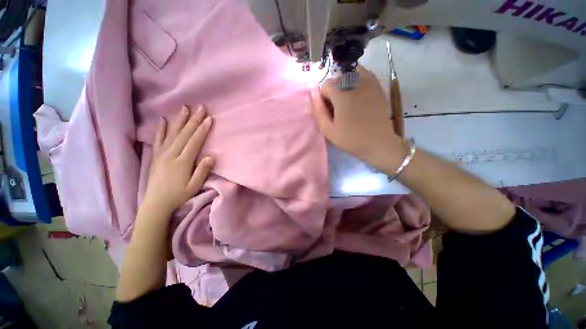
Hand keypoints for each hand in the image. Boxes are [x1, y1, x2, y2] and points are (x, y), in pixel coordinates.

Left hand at [142, 105, 214, 215]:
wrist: (156, 204)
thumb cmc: (179, 195)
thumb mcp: (194, 186)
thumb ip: (202, 170)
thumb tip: (211, 156)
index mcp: (182, 162)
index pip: (194, 141)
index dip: (202, 129)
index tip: (209, 118)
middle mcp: (171, 155)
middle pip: (184, 134)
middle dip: (194, 120)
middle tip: (200, 107)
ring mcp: (162, 154)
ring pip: (172, 133)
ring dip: (180, 120)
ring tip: (185, 108)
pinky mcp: (156, 156)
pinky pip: (158, 140)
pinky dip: (161, 129)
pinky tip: (163, 120)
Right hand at [310, 66, 405, 169]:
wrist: (378, 143)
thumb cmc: (351, 139)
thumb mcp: (328, 130)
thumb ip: (318, 110)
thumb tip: (312, 91)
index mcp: (341, 94)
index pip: (325, 85)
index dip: (323, 98)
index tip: (329, 111)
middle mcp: (355, 83)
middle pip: (336, 79)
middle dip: (333, 92)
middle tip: (338, 109)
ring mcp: (369, 82)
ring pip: (349, 75)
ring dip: (344, 86)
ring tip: (348, 102)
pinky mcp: (377, 86)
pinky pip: (363, 75)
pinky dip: (356, 81)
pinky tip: (358, 95)